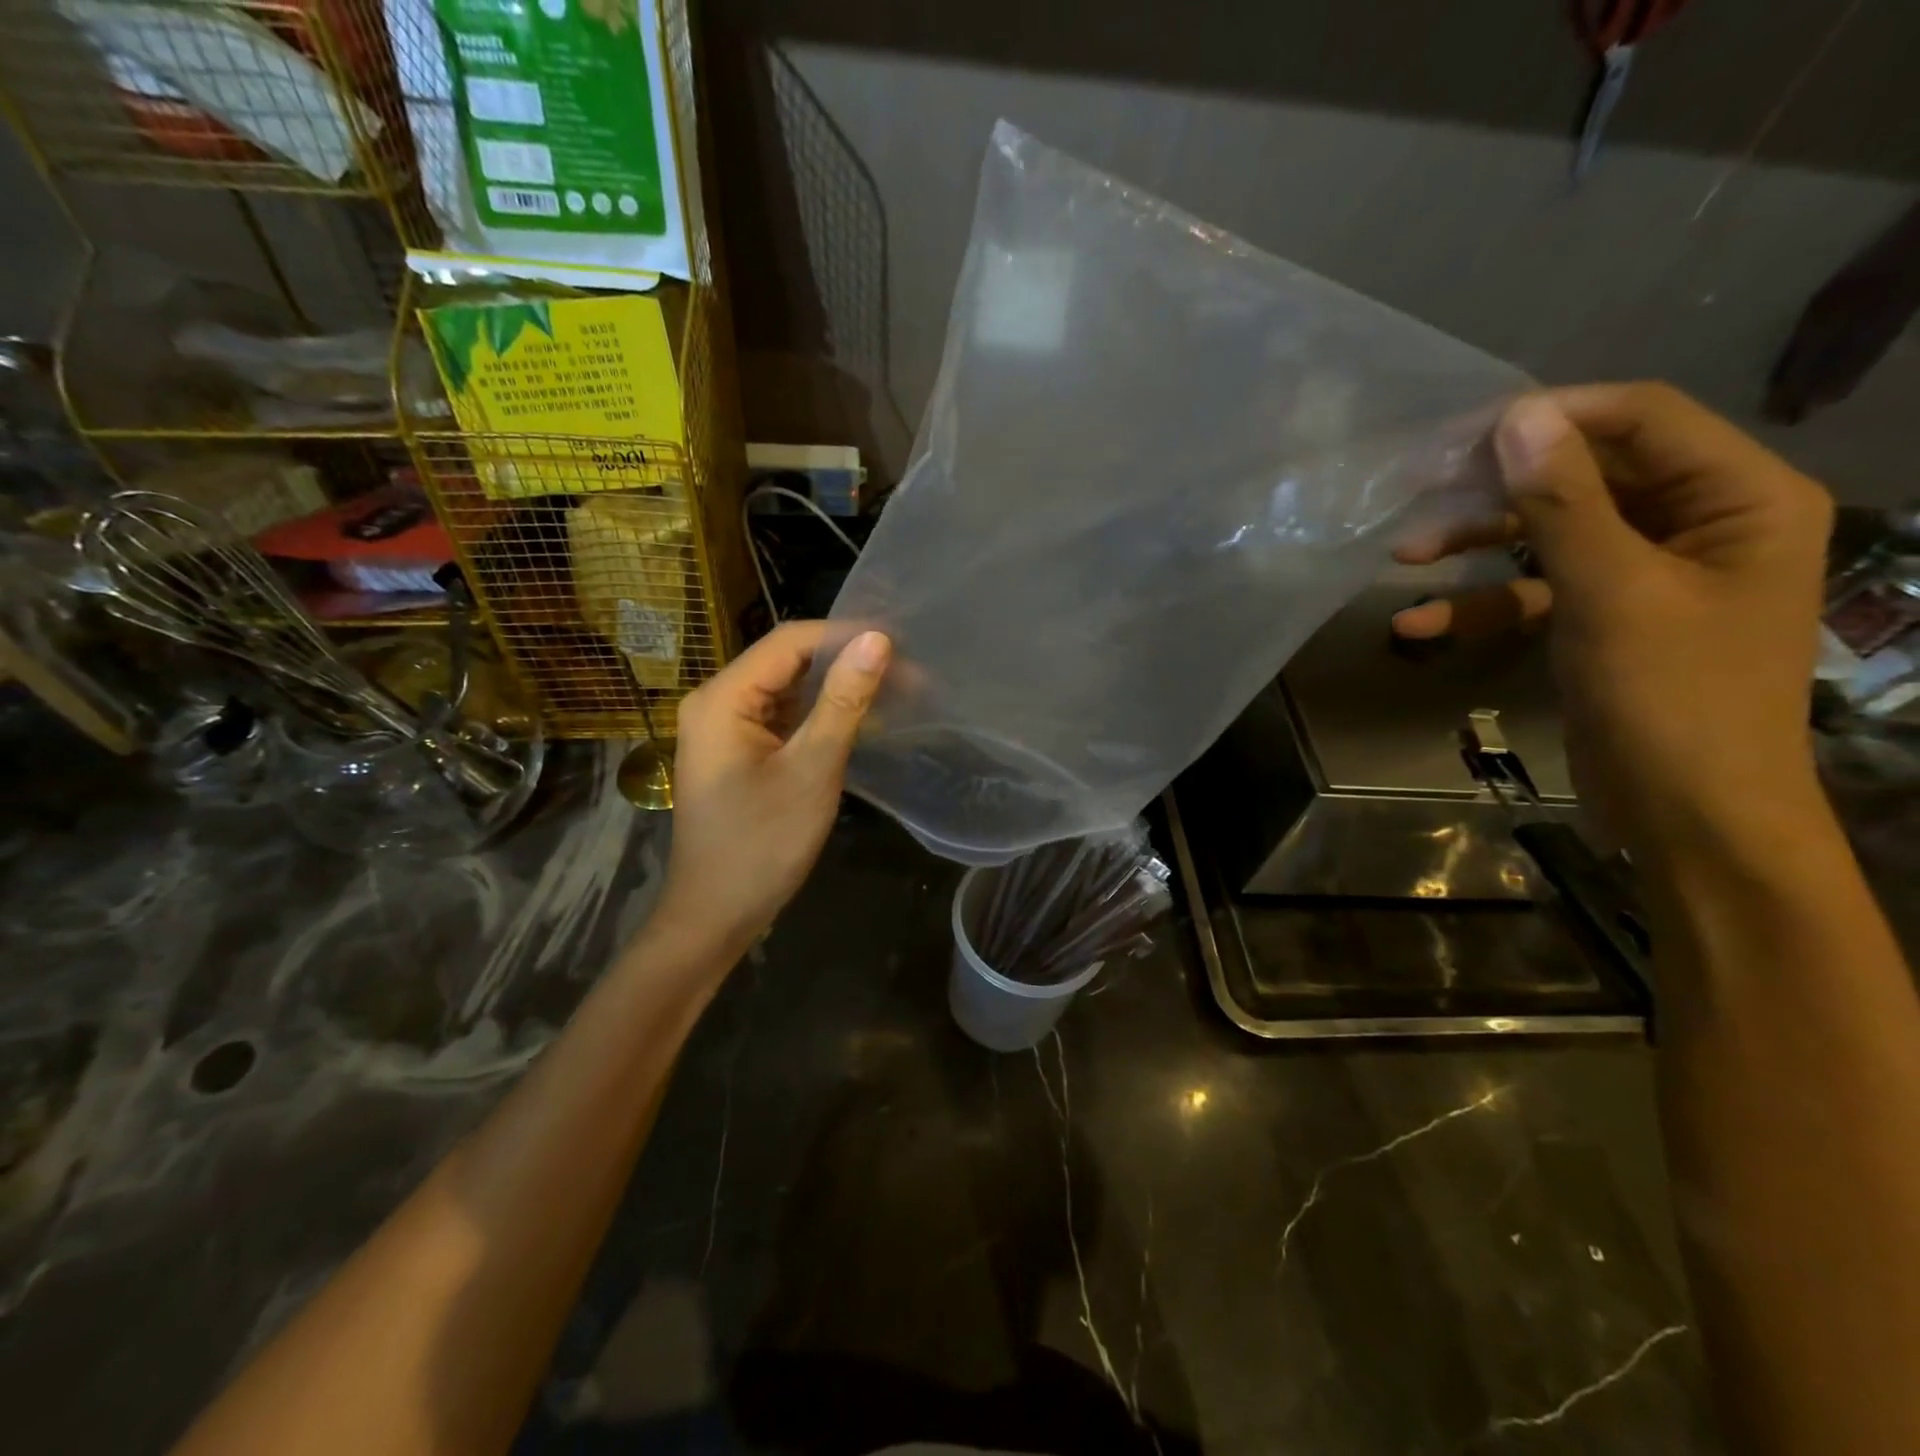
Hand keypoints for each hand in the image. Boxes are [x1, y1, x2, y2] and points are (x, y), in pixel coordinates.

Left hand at [652, 621, 890, 953]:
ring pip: (787, 690)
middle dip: (844, 662)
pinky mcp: (738, 753)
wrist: (716, 915)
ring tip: (892, 691)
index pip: (789, 641)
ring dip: (835, 689)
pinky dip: (819, 716)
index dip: (844, 636)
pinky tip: (859, 721)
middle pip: (787, 662)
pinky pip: (783, 718)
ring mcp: (726, 729)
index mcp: (722, 698)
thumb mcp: (810, 770)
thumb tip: (877, 640)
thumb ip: (843, 702)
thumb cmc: (761, 845)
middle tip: (906, 672)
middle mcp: (717, 702)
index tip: (900, 646)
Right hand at [1392, 383, 1832, 859]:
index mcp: (1739, 497)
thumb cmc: (1669, 697)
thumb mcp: (1610, 592)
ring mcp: (1649, 574)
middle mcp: (1700, 522)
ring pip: (1552, 534)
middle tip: (1419, 489)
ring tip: (1401, 557)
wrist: (1688, 813)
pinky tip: (1417, 626)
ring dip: (1478, 547)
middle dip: (1499, 490)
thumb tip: (1515, 419)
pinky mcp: (1606, 617)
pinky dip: (1482, 605)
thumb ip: (1563, 503)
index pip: (1644, 418)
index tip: (1464, 435)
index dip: (1555, 418)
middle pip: (1589, 476)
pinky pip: (1539, 592)